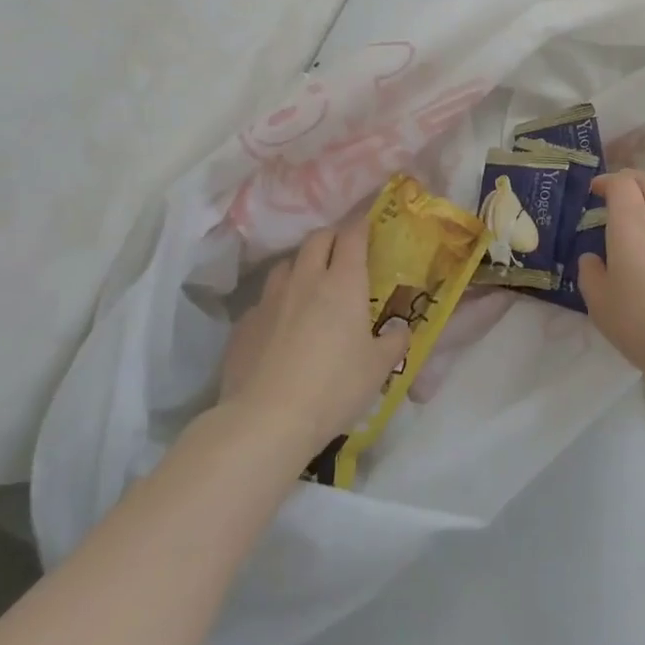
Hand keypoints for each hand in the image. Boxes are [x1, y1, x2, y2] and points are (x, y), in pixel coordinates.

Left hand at [216, 220, 409, 457]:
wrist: (265, 422)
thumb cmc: (333, 388)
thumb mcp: (378, 368)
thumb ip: (394, 342)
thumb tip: (401, 330)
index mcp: (344, 282)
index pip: (352, 234)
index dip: (362, 223)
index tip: (369, 222)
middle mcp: (306, 280)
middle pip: (317, 238)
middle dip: (332, 237)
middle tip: (342, 251)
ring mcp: (270, 300)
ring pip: (286, 264)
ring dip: (300, 265)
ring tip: (309, 284)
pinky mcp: (243, 325)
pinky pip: (262, 301)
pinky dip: (276, 303)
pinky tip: (279, 326)